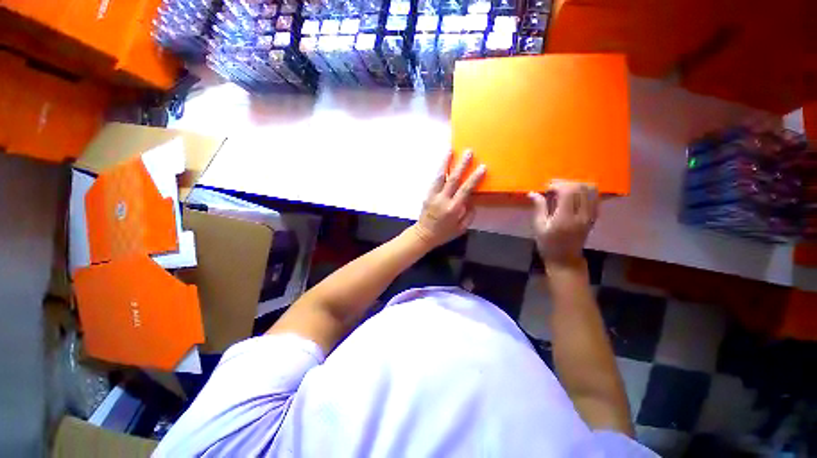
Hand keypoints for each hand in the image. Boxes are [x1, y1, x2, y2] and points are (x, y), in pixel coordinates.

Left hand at [412, 150, 485, 247]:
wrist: (424, 234)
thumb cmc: (444, 233)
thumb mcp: (461, 228)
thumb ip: (469, 214)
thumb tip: (472, 199)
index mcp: (453, 208)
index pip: (466, 190)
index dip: (474, 178)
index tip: (482, 167)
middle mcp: (443, 199)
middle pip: (453, 179)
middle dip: (462, 165)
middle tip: (468, 152)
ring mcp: (433, 196)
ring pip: (440, 176)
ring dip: (446, 162)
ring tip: (450, 150)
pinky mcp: (427, 194)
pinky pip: (434, 180)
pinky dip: (439, 171)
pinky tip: (443, 163)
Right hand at [528, 181, 598, 267]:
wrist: (565, 258)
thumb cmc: (548, 244)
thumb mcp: (539, 227)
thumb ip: (539, 208)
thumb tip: (533, 193)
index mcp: (565, 217)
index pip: (568, 191)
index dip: (558, 185)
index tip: (547, 188)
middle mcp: (581, 214)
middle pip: (580, 188)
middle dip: (566, 183)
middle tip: (554, 187)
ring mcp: (590, 215)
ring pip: (590, 190)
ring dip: (577, 185)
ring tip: (564, 189)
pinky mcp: (594, 216)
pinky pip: (594, 197)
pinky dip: (586, 191)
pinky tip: (575, 194)